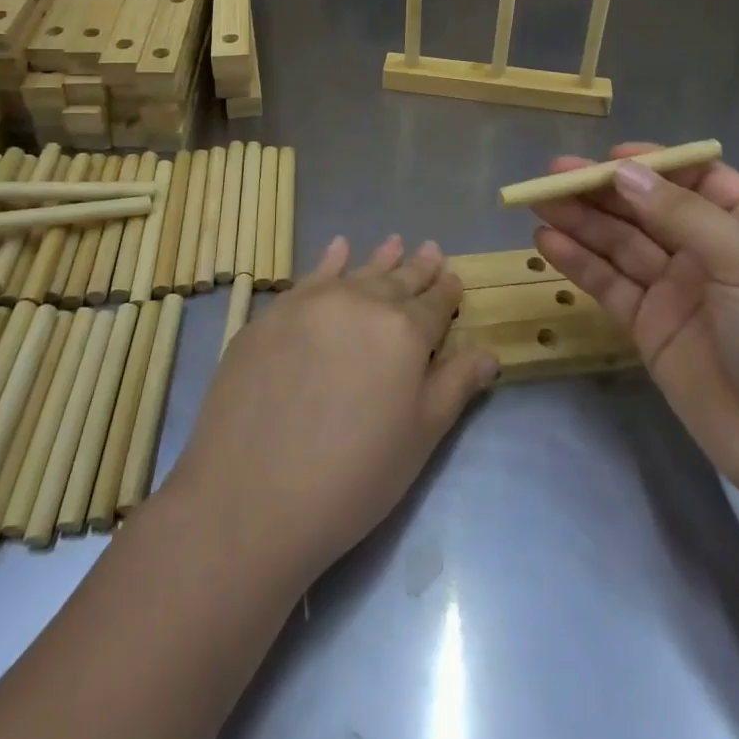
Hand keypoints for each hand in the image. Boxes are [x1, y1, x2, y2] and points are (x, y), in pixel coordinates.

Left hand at [159, 236, 495, 584]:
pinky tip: (338, 248)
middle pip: (398, 281)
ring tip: (395, 241)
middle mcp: (361, 303)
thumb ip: (455, 386)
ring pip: (357, 272)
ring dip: (380, 259)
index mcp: (404, 331)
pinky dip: (330, 260)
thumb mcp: (419, 438)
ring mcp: (312, 304)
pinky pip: (310, 277)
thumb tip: (489, 352)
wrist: (249, 497)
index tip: (455, 280)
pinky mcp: (272, 315)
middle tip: (432, 250)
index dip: (448, 293)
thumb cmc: (352, 477)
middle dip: (418, 268)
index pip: (435, 305)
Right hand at [530, 145, 738, 494]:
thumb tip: (624, 172)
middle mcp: (710, 251)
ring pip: (621, 244)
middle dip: (602, 190)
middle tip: (551, 176)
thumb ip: (681, 214)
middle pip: (647, 208)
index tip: (607, 157)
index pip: (693, 179)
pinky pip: (609, 285)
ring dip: (581, 221)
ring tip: (536, 203)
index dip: (651, 164)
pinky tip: (547, 242)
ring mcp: (677, 290)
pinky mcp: (649, 326)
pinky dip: (579, 262)